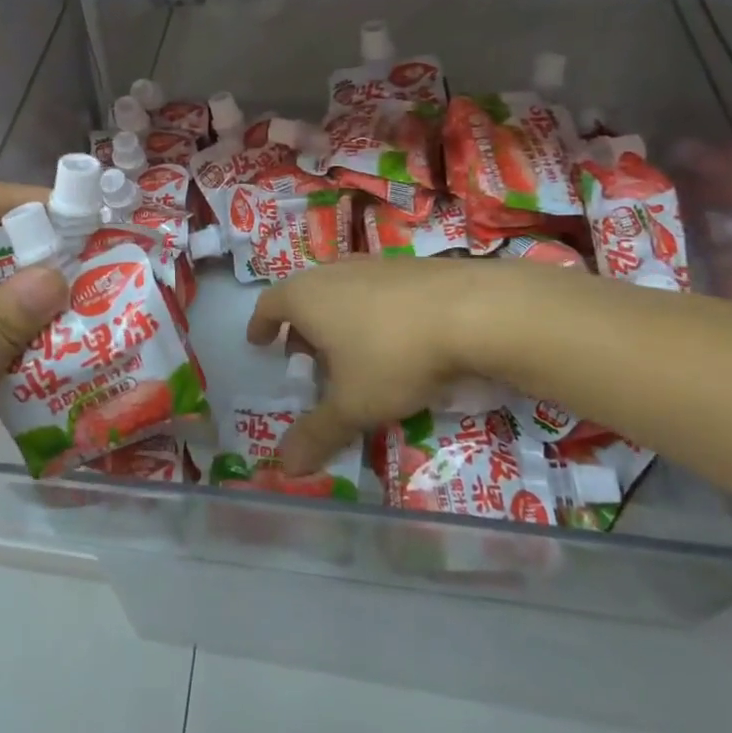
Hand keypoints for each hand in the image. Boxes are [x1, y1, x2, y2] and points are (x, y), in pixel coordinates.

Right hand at [246, 257, 555, 476]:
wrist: (472, 311)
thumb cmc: (393, 356)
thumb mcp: (353, 404)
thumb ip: (317, 433)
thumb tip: (284, 468)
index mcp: (305, 297)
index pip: (269, 305)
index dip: (261, 325)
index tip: (259, 342)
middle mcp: (332, 272)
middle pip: (304, 296)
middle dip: (301, 328)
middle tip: (306, 359)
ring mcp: (373, 264)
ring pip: (340, 291)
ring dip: (336, 320)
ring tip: (350, 353)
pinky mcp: (409, 266)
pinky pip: (374, 290)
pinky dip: (369, 312)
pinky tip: (393, 339)